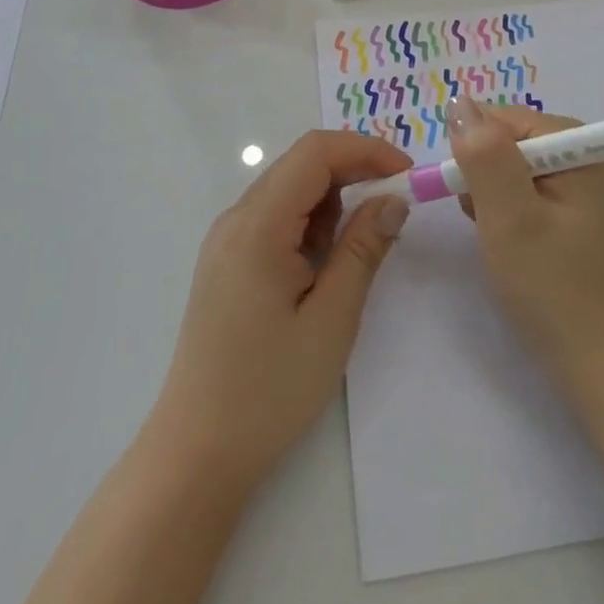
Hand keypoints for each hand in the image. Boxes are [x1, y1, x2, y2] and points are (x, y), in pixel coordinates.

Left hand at [149, 129, 412, 489]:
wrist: (196, 453)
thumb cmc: (268, 390)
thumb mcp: (331, 320)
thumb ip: (363, 249)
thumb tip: (394, 199)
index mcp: (257, 225)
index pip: (314, 152)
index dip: (365, 150)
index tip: (406, 175)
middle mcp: (236, 218)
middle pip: (301, 164)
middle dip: (354, 171)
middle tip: (396, 203)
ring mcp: (227, 239)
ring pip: (290, 189)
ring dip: (333, 199)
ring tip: (362, 244)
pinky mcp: (228, 260)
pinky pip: (276, 217)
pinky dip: (310, 222)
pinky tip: (326, 263)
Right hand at [448, 95, 603, 377]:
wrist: (601, 365)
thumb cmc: (553, 287)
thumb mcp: (510, 217)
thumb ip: (483, 156)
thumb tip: (458, 101)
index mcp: (574, 142)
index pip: (501, 119)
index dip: (475, 153)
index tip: (469, 198)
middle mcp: (577, 153)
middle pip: (504, 142)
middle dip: (482, 178)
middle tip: (488, 225)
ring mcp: (573, 185)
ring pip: (505, 169)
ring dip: (489, 199)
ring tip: (498, 240)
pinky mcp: (566, 214)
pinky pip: (518, 194)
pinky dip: (501, 214)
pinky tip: (508, 246)